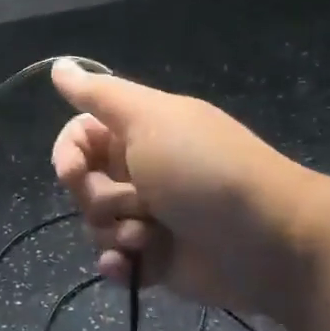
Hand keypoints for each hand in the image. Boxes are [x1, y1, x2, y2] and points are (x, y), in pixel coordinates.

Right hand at [50, 59, 329, 317]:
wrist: (271, 243)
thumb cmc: (204, 171)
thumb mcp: (151, 119)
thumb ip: (99, 94)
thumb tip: (58, 65)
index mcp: (139, 132)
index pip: (78, 136)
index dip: (68, 154)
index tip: (74, 172)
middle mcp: (140, 170)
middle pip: (82, 183)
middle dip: (96, 197)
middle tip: (134, 202)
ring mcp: (148, 216)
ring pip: (94, 224)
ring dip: (112, 231)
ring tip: (148, 237)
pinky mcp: (156, 258)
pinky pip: (115, 260)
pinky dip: (119, 264)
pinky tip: (129, 266)